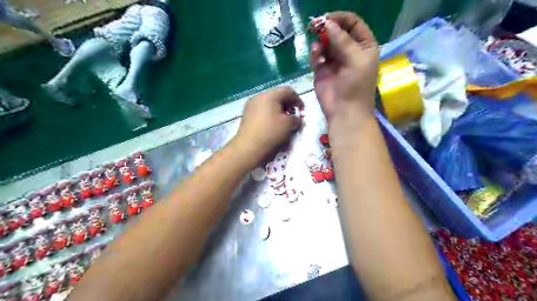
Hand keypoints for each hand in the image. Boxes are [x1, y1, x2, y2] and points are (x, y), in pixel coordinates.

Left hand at [234, 87, 300, 160]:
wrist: (248, 149)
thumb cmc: (271, 133)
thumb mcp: (289, 125)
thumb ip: (296, 119)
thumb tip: (296, 119)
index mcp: (270, 95)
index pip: (288, 91)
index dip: (298, 100)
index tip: (302, 111)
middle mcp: (258, 97)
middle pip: (277, 96)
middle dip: (288, 105)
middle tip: (293, 117)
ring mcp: (250, 106)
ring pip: (268, 104)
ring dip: (278, 111)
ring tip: (283, 123)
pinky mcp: (246, 116)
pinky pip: (261, 112)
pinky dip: (269, 116)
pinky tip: (272, 127)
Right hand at [308, 11, 378, 123]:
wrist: (344, 111)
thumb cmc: (356, 86)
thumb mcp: (356, 59)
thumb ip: (342, 40)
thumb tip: (327, 23)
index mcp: (363, 45)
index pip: (352, 23)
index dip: (340, 18)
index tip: (326, 18)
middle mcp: (349, 50)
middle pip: (337, 31)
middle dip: (326, 28)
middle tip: (315, 27)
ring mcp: (334, 60)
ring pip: (325, 42)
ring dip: (320, 42)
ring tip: (317, 49)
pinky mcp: (322, 69)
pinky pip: (317, 55)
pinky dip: (315, 54)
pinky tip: (316, 60)